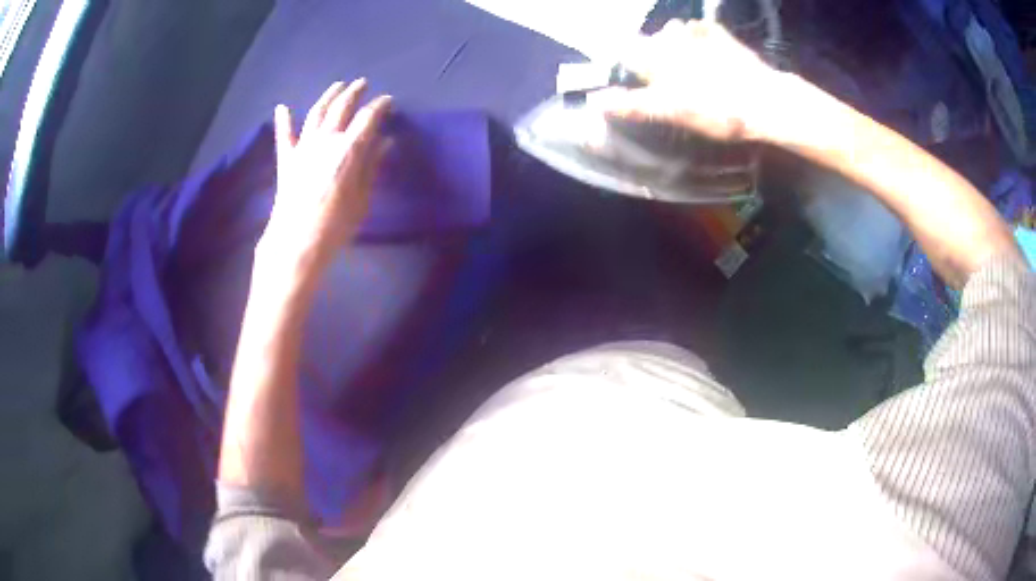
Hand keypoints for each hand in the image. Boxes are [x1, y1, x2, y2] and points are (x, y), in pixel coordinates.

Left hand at [257, 79, 391, 290]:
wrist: (297, 241)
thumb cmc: (336, 224)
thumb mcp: (363, 197)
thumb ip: (372, 165)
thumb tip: (386, 141)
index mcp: (349, 148)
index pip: (368, 117)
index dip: (380, 106)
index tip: (388, 101)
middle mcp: (326, 139)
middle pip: (342, 108)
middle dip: (354, 93)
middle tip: (362, 84)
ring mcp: (303, 147)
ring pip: (317, 113)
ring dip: (328, 96)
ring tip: (337, 86)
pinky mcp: (286, 159)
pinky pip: (284, 135)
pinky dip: (283, 120)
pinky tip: (282, 107)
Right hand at [589, 20, 781, 141]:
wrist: (764, 101)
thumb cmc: (715, 110)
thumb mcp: (670, 112)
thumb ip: (632, 104)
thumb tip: (596, 100)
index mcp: (655, 56)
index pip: (625, 51)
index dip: (626, 62)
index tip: (634, 76)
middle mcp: (669, 38)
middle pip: (650, 41)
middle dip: (653, 54)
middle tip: (669, 80)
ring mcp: (696, 33)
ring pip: (675, 31)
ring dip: (676, 43)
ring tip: (690, 65)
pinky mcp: (720, 34)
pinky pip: (701, 29)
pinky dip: (701, 36)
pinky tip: (710, 52)